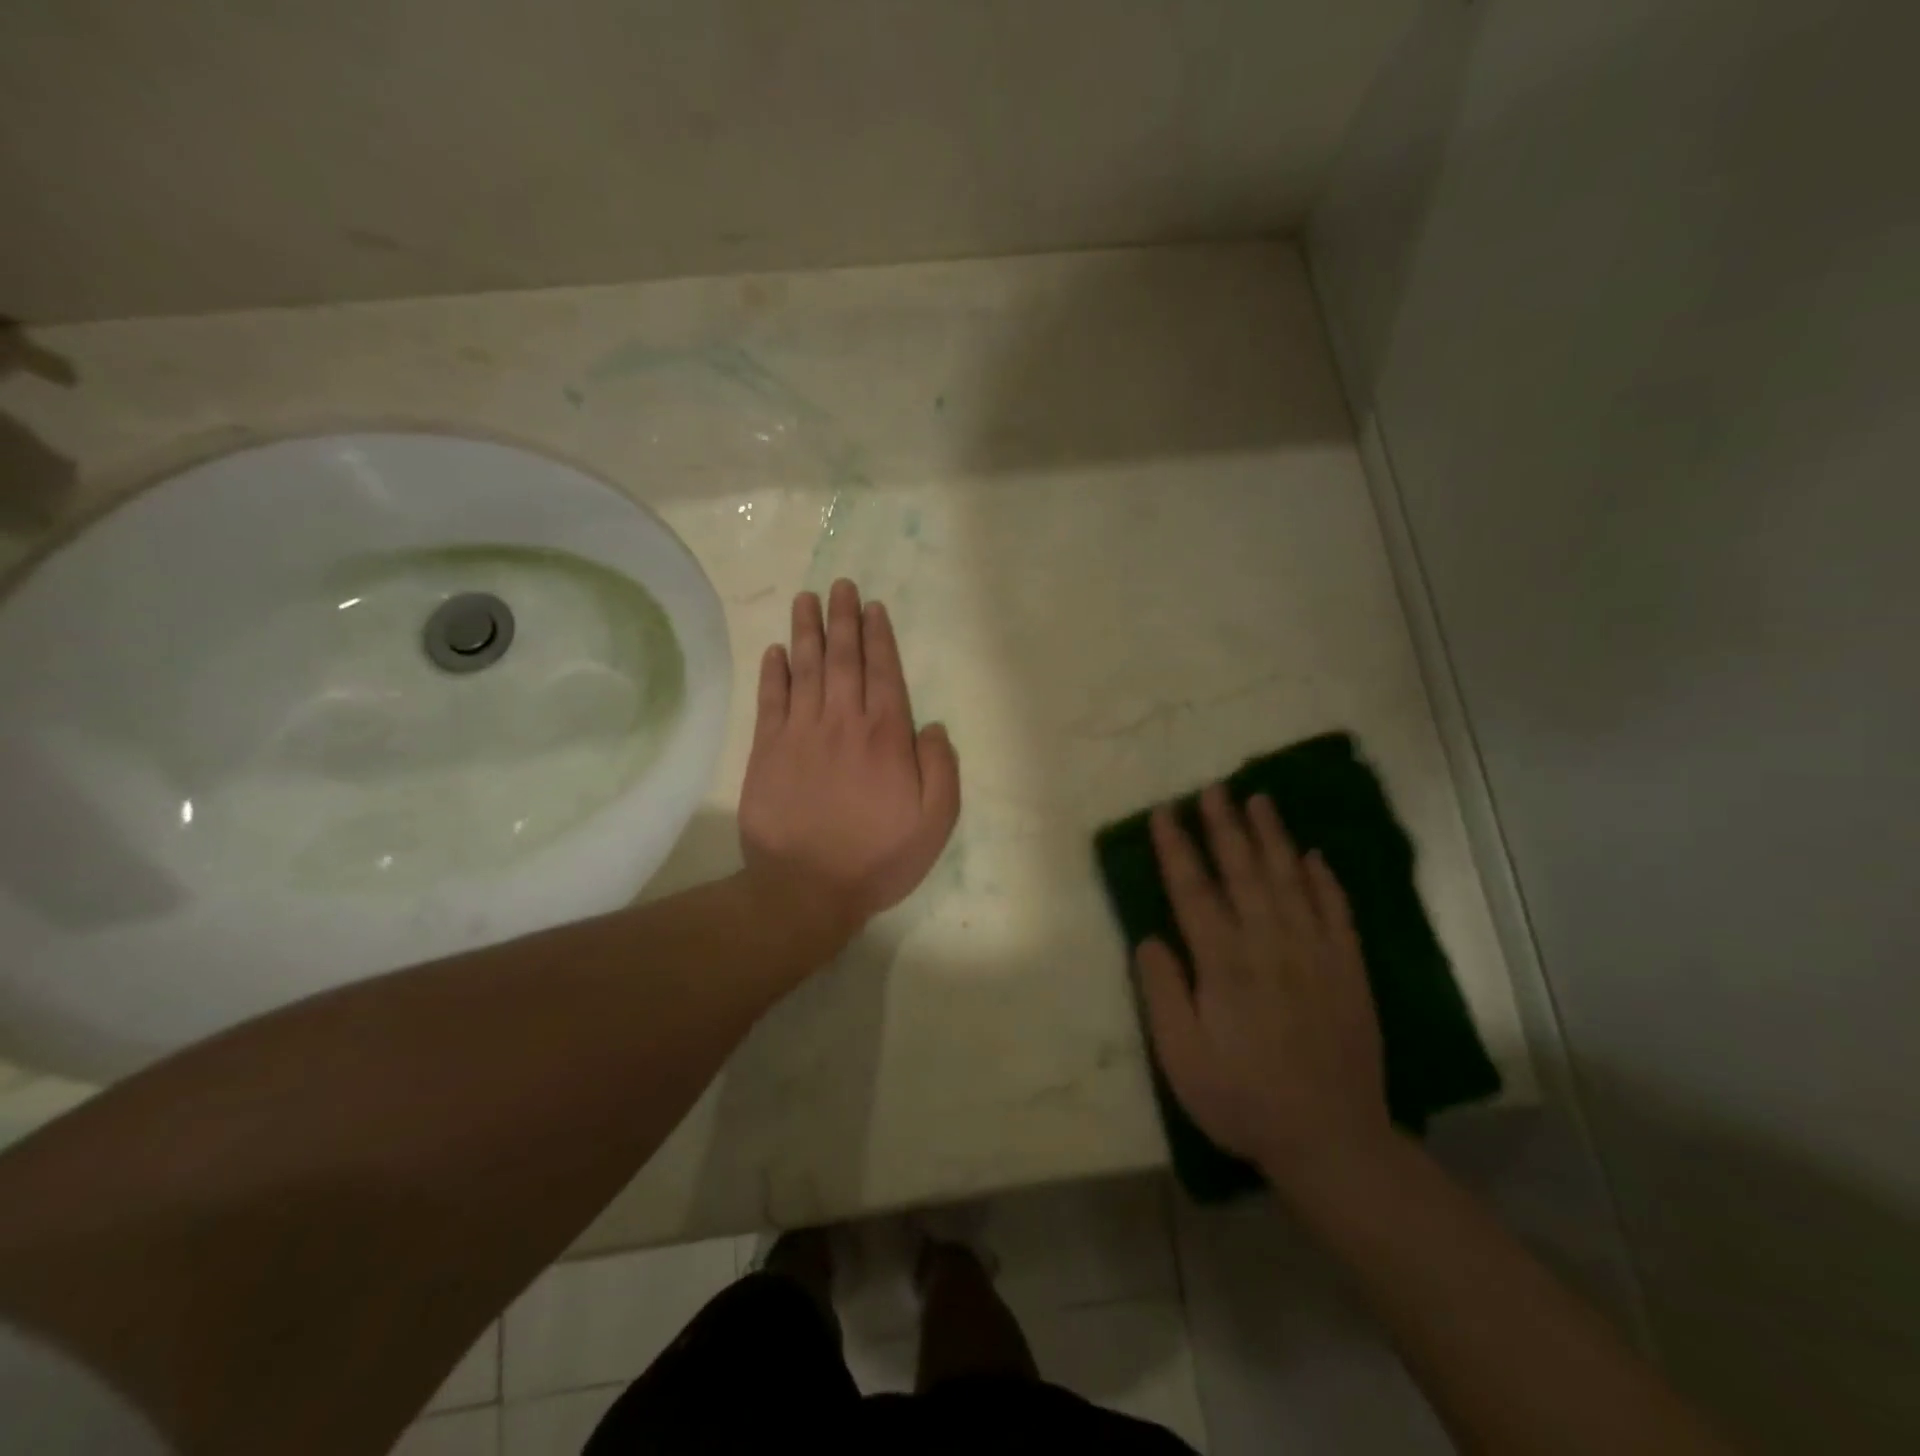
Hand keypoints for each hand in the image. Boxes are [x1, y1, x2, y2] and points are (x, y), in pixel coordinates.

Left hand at [738, 579, 960, 958]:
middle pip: (843, 660)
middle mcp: (843, 723)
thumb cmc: (877, 858)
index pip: (884, 673)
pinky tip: (776, 650)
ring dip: (807, 631)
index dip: (879, 637)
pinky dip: (774, 672)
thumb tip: (931, 726)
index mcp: (886, 737)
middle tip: (840, 586)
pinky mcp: (768, 751)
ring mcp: (801, 734)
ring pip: (806, 670)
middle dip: (844, 619)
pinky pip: (771, 701)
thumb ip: (941, 769)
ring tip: (807, 600)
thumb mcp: (935, 823)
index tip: (873, 608)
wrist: (806, 889)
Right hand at [1137, 786, 1393, 1186]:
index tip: (1166, 812)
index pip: (1193, 890)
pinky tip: (1314, 856)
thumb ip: (1162, 992)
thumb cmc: (1242, 1099)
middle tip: (1214, 788)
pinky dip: (1325, 879)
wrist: (1332, 1140)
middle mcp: (1269, 944)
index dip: (1177, 848)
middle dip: (1225, 826)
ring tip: (1259, 800)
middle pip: (1243, 871)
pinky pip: (1337, 911)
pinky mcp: (1349, 969)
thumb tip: (1151, 938)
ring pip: (1290, 879)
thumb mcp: (1181, 1057)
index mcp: (1224, 963)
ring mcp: (1315, 953)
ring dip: (1272, 836)